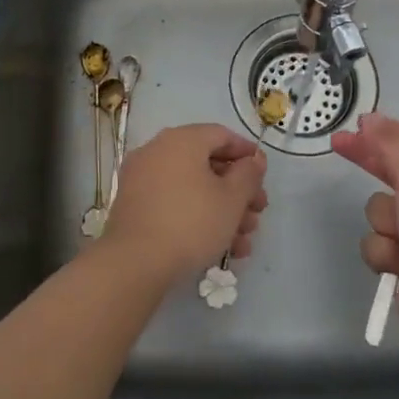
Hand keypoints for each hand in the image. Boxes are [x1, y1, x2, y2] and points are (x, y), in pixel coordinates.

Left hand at [100, 124, 268, 283]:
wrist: (135, 263)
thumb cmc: (191, 223)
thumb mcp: (232, 199)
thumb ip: (249, 174)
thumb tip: (254, 159)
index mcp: (182, 140)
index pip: (221, 135)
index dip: (247, 153)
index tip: (264, 175)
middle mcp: (157, 152)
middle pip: (208, 165)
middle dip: (238, 192)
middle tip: (257, 214)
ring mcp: (141, 180)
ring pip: (192, 188)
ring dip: (222, 211)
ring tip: (242, 242)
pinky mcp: (134, 207)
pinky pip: (173, 203)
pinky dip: (197, 218)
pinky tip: (220, 248)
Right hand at [331, 114, 398, 354]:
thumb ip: (390, 147)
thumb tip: (370, 120)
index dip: (388, 133)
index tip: (360, 123)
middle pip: (392, 173)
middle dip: (369, 162)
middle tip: (338, 144)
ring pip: (378, 211)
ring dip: (384, 222)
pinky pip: (376, 244)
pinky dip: (384, 253)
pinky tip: (398, 264)